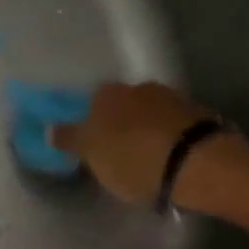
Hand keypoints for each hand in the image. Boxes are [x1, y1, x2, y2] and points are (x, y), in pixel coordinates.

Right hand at [50, 82, 215, 205]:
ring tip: (148, 159)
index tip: (94, 145)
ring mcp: (171, 99)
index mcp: (107, 94)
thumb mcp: (92, 155)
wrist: (196, 162)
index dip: (92, 124)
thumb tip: (49, 129)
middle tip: (119, 153)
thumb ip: (70, 140)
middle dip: (121, 125)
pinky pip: (174, 127)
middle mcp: (138, 87)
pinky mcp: (199, 116)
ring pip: (150, 114)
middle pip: (123, 106)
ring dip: (147, 131)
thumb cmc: (132, 158)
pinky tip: (170, 157)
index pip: (91, 103)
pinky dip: (169, 138)